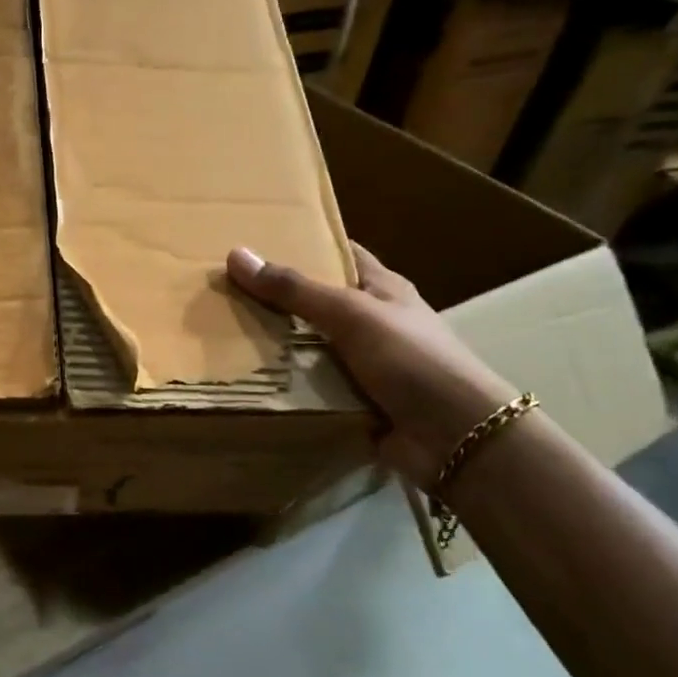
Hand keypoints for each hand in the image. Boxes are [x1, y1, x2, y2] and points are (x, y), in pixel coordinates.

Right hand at [228, 244, 514, 487]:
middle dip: (276, 298)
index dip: (304, 243)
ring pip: (308, 346)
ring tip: (221, 332)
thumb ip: (295, 289)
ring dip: (275, 344)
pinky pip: (310, 386)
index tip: (256, 239)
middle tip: (223, 289)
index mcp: (382, 289)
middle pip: (316, 302)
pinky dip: (285, 384)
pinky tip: (246, 378)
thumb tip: (236, 255)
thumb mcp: (350, 313)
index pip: (340, 253)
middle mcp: (373, 322)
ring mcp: (363, 364)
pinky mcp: (353, 400)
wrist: (455, 437)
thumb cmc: (411, 359)